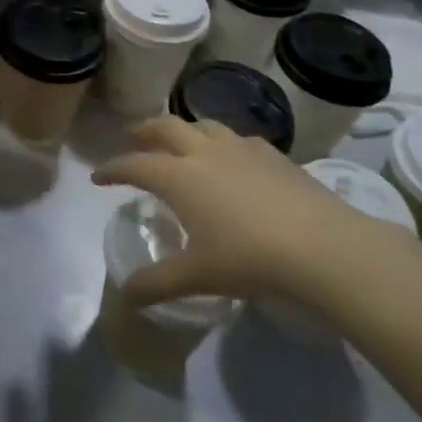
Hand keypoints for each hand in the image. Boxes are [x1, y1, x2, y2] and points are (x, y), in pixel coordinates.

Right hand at [92, 117, 421, 314]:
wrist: (323, 246)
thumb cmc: (249, 258)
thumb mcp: (197, 275)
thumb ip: (158, 283)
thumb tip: (126, 296)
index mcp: (179, 176)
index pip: (135, 165)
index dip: (113, 168)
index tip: (98, 176)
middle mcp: (204, 152)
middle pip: (166, 127)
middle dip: (145, 131)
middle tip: (134, 138)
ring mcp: (241, 149)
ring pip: (203, 125)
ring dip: (185, 129)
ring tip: (182, 141)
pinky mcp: (273, 154)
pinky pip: (239, 138)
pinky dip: (224, 142)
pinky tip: (233, 158)